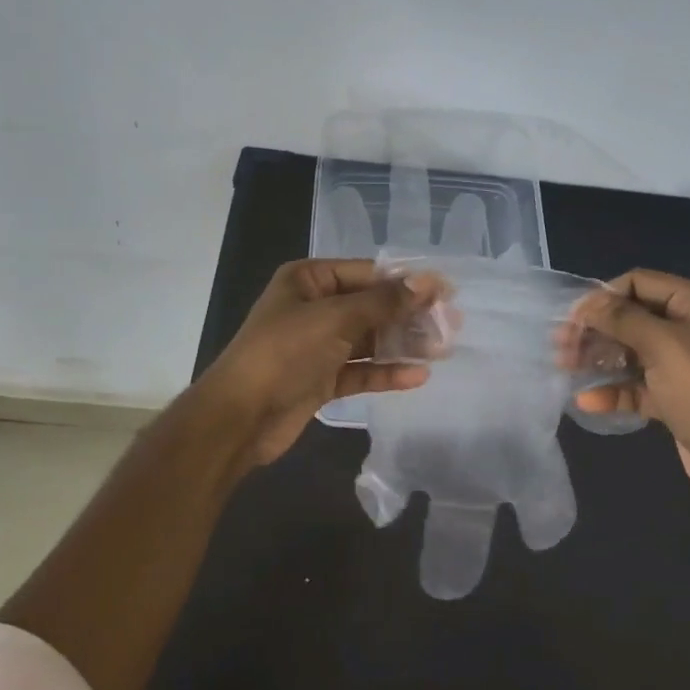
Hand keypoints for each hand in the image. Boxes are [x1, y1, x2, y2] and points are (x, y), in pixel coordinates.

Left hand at [196, 258, 437, 464]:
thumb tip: (428, 282)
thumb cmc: (284, 353)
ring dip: (402, 344)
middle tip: (451, 325)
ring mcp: (318, 345)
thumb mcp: (336, 319)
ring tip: (443, 349)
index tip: (446, 292)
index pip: (367, 273)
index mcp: (309, 280)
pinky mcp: (322, 379)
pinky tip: (417, 376)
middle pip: (372, 306)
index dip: (406, 281)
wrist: (239, 417)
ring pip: (369, 340)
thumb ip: (384, 302)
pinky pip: (361, 370)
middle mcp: (314, 307)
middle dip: (409, 316)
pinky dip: (386, 372)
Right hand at [570, 269, 689, 519]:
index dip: (604, 296)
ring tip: (564, 368)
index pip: (640, 282)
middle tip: (560, 346)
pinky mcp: (677, 398)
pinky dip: (614, 390)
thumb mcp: (666, 348)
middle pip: (633, 317)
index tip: (572, 320)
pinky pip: (638, 385)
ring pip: (632, 351)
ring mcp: (686, 365)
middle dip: (596, 329)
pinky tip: (587, 401)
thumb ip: (623, 319)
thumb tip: (587, 303)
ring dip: (598, 358)